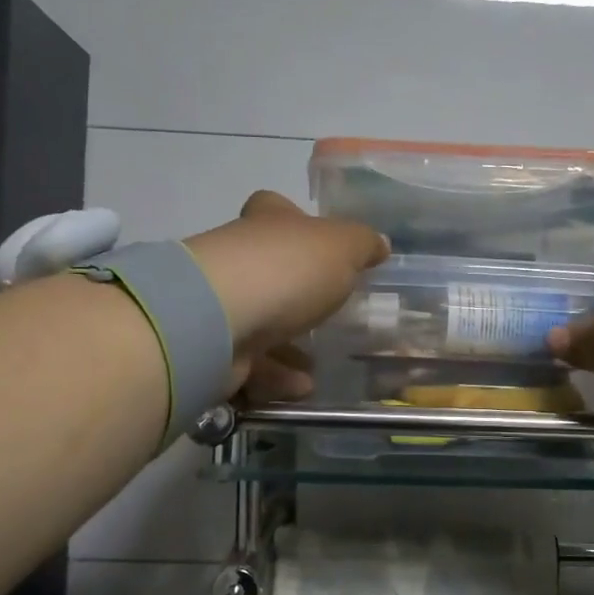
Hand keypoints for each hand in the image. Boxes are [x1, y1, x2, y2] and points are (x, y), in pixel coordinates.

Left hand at [183, 192, 388, 401]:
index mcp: (267, 223)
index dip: (296, 221)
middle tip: (331, 314)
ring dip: (290, 346)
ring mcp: (222, 303)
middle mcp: (239, 257)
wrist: (217, 321)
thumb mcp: (342, 247)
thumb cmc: (286, 271)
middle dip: (299, 294)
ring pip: (261, 323)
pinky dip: (277, 376)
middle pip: (270, 269)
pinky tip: (302, 386)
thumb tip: (380, 243)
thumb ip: (363, 244)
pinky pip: (252, 363)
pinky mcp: (213, 347)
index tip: (319, 243)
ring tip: (320, 364)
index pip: (276, 209)